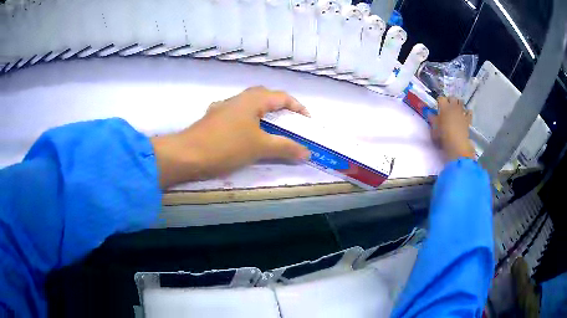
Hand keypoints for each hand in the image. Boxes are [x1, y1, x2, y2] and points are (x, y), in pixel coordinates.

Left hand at [151, 86, 310, 188]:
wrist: (187, 154)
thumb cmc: (226, 146)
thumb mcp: (259, 147)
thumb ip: (285, 147)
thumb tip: (307, 152)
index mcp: (252, 100)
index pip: (282, 97)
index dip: (298, 107)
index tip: (307, 121)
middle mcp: (238, 99)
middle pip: (265, 97)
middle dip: (281, 108)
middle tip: (290, 122)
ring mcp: (224, 107)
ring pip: (250, 106)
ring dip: (264, 114)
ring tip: (272, 129)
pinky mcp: (214, 119)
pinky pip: (238, 115)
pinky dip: (249, 122)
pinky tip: (247, 134)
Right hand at [429, 96, 474, 160]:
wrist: (457, 145)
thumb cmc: (444, 136)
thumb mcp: (435, 128)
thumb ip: (432, 119)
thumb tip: (430, 113)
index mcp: (444, 107)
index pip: (441, 98)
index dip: (439, 101)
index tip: (438, 107)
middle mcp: (454, 107)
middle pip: (452, 98)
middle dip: (450, 100)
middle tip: (447, 107)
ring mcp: (462, 112)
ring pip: (461, 102)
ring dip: (458, 104)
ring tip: (456, 110)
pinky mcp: (468, 119)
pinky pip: (469, 112)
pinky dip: (467, 112)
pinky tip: (465, 115)